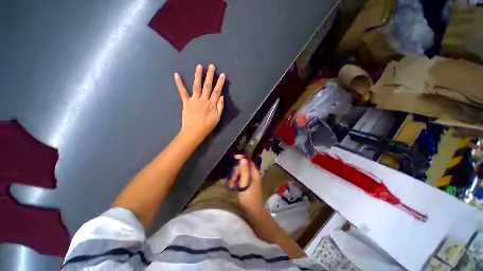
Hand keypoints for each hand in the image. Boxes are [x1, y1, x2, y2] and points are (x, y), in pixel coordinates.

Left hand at [174, 64, 224, 140]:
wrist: (194, 132)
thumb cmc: (207, 126)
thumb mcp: (217, 118)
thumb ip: (220, 107)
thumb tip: (222, 96)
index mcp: (212, 104)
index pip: (217, 91)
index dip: (220, 83)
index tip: (222, 74)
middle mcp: (203, 99)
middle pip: (207, 86)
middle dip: (210, 75)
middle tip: (211, 66)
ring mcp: (194, 100)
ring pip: (196, 86)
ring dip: (198, 75)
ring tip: (199, 66)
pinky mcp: (186, 102)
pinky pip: (182, 92)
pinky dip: (179, 83)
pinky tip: (177, 75)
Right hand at [229, 155, 263, 216]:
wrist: (253, 212)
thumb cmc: (249, 199)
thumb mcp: (244, 184)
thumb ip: (244, 171)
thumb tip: (243, 158)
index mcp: (254, 173)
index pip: (249, 160)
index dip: (242, 157)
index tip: (234, 157)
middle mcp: (253, 174)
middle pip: (243, 167)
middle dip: (236, 172)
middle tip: (232, 181)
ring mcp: (251, 179)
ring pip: (241, 172)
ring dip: (235, 178)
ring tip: (232, 186)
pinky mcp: (248, 183)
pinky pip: (241, 178)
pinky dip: (236, 181)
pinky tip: (233, 187)